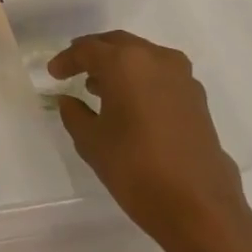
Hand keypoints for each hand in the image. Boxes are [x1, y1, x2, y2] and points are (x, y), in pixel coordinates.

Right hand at [48, 31, 251, 251]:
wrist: (199, 207)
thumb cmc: (135, 167)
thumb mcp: (91, 141)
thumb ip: (74, 113)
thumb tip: (68, 100)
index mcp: (125, 63)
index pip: (87, 49)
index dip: (66, 60)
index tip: (53, 73)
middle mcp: (156, 59)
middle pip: (118, 44)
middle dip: (94, 54)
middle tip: (74, 69)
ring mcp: (182, 78)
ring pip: (142, 57)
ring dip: (119, 66)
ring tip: (99, 87)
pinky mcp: (197, 99)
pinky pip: (160, 75)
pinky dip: (141, 80)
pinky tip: (129, 103)